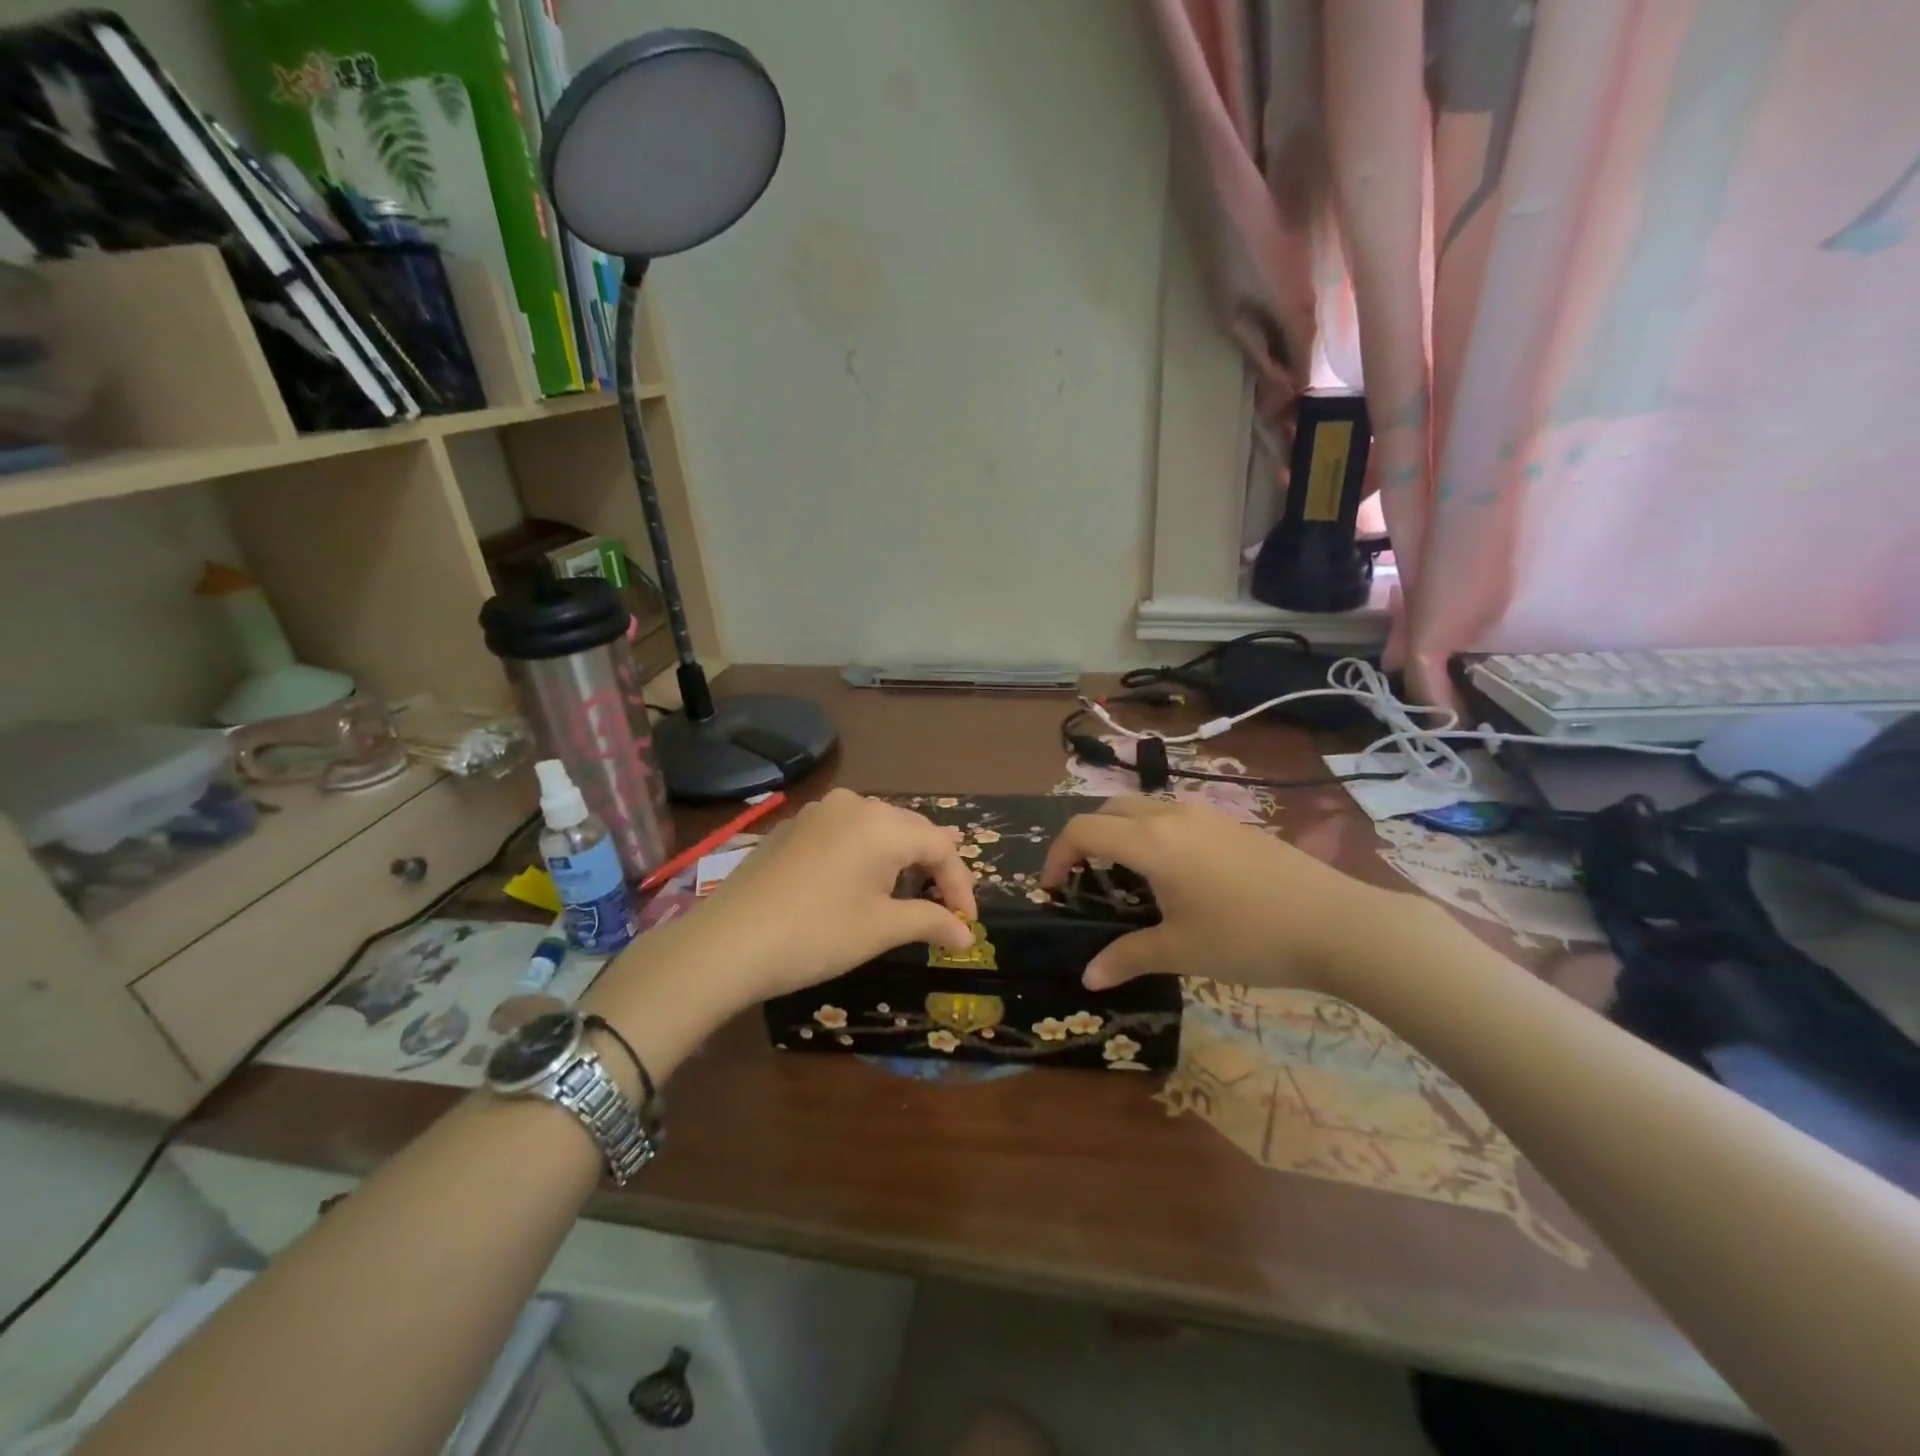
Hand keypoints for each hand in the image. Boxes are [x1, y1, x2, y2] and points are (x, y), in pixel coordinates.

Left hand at [670, 789, 978, 1006]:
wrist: (727, 943)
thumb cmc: (816, 935)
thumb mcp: (880, 929)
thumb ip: (931, 921)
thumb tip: (968, 934)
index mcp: (883, 824)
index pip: (941, 847)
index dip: (960, 885)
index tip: (967, 923)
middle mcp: (855, 804)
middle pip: (911, 829)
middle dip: (933, 867)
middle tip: (946, 906)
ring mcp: (819, 811)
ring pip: (877, 827)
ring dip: (899, 857)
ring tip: (908, 889)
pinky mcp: (793, 826)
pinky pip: (845, 831)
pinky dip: (864, 853)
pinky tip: (859, 880)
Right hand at [1039, 796, 1421, 993]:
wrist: (1335, 923)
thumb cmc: (1247, 937)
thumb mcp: (1180, 951)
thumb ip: (1127, 958)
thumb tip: (1087, 977)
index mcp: (1150, 841)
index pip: (1082, 830)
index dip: (1056, 855)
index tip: (1052, 889)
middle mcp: (1171, 815)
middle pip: (1108, 809)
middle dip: (1085, 838)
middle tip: (1084, 879)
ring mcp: (1205, 815)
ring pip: (1143, 808)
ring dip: (1120, 832)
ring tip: (1127, 877)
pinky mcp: (1231, 823)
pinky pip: (1173, 816)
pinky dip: (1152, 833)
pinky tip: (1175, 875)